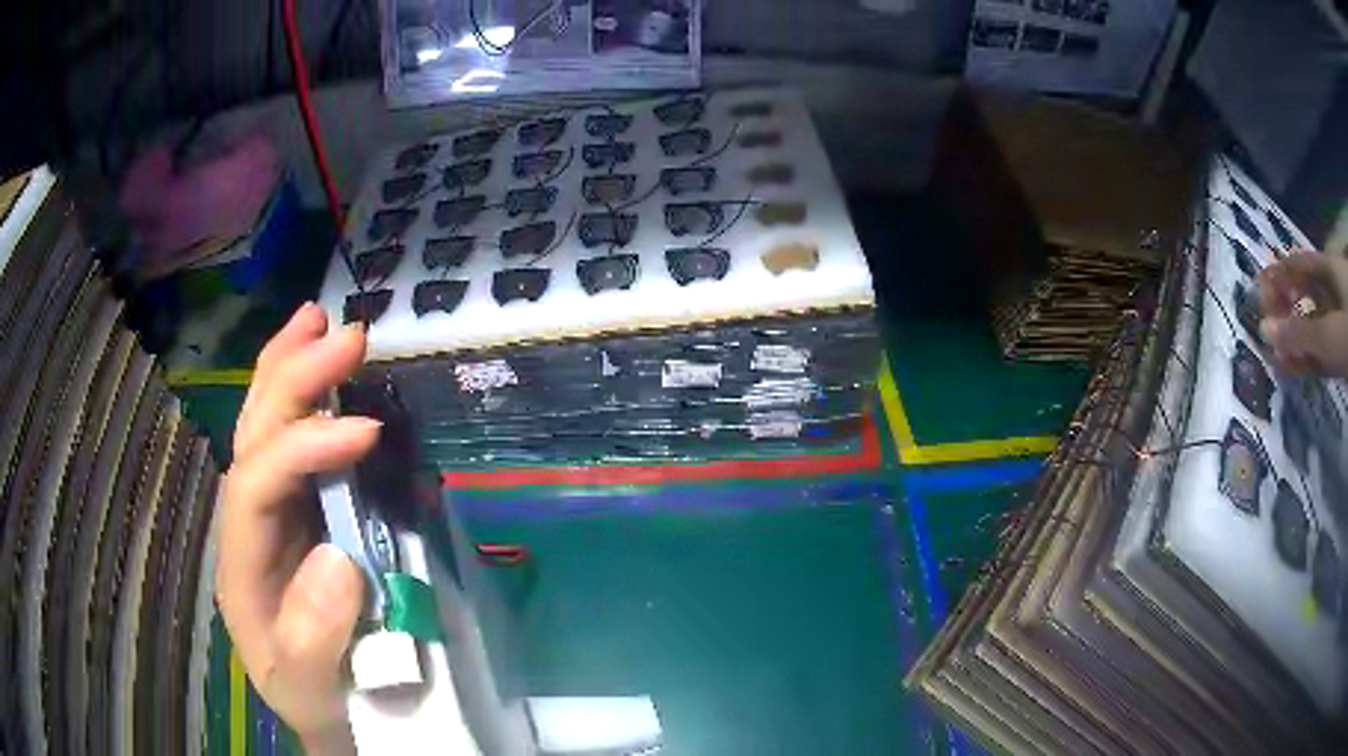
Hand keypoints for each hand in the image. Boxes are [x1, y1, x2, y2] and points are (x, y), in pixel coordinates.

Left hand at [215, 303, 379, 753]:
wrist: (323, 706)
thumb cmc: (315, 698)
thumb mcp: (310, 688)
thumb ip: (313, 639)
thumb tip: (339, 558)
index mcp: (242, 561)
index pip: (257, 483)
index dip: (305, 448)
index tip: (366, 432)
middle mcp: (248, 522)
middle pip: (254, 435)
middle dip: (292, 378)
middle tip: (344, 334)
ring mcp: (273, 512)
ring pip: (265, 425)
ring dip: (289, 367)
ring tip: (317, 320)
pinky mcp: (302, 512)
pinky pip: (294, 443)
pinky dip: (307, 398)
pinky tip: (323, 372)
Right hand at [1258, 251, 1347, 377]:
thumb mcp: (1328, 335)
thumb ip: (1298, 333)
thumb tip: (1263, 329)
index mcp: (1329, 271)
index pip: (1298, 264)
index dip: (1278, 273)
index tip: (1258, 290)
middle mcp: (1333, 290)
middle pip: (1306, 293)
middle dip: (1285, 307)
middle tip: (1266, 323)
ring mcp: (1338, 322)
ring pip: (1313, 324)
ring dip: (1294, 337)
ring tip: (1275, 353)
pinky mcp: (1341, 352)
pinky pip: (1320, 350)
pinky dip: (1306, 357)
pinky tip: (1291, 366)